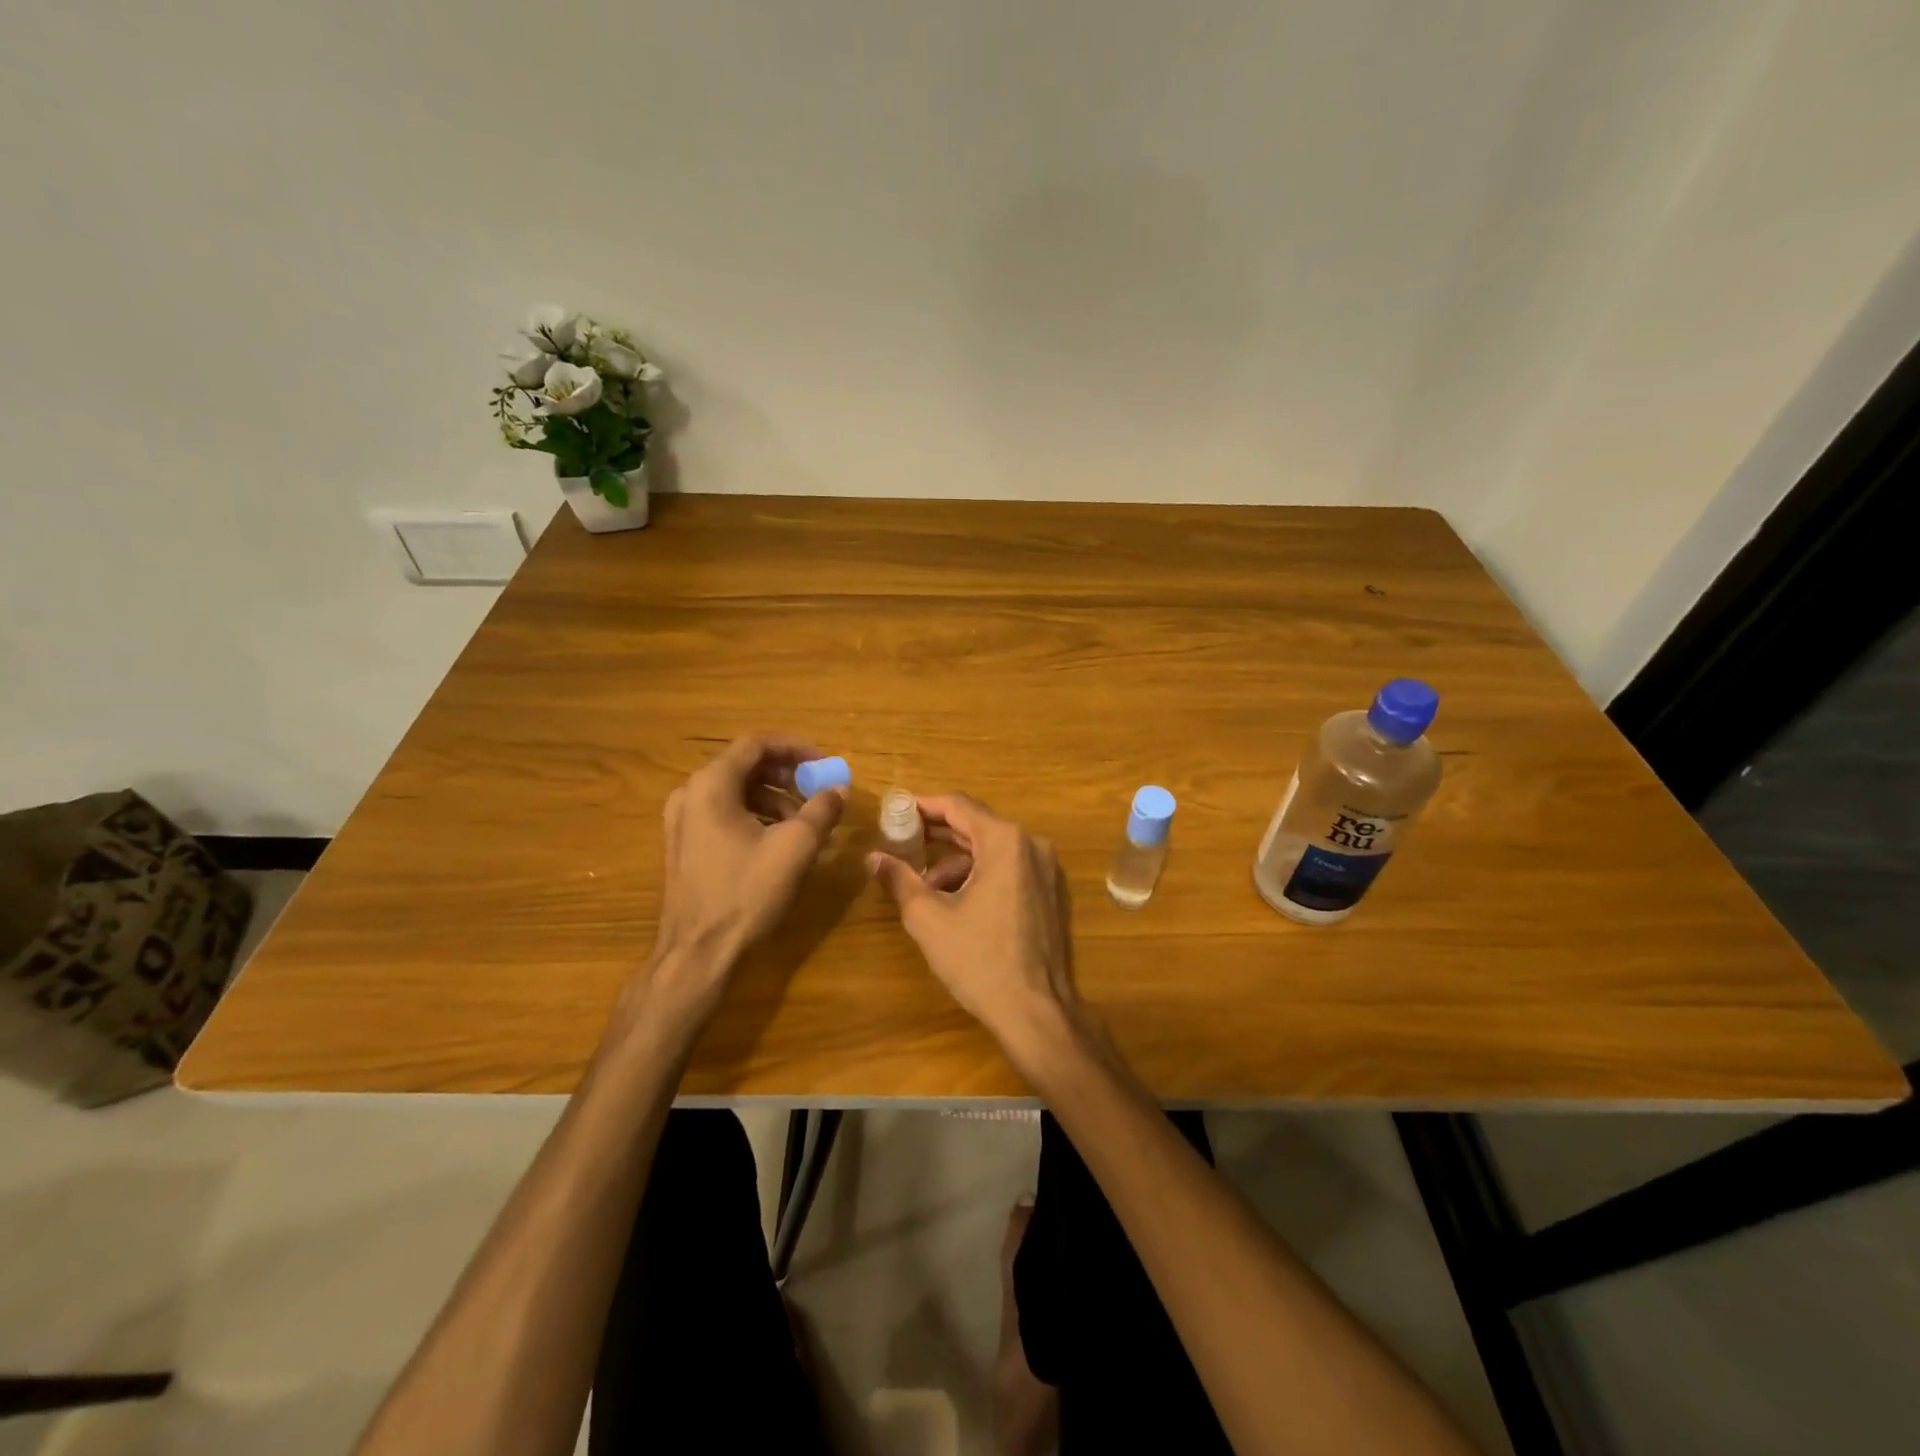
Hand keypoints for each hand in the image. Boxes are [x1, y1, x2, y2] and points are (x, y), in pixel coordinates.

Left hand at [648, 734, 845, 1011]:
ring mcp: (682, 822)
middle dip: (787, 775)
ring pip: (736, 792)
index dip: (795, 748)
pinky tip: (780, 842)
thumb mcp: (795, 848)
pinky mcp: (684, 846)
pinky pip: (724, 814)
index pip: (756, 744)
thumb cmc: (746, 893)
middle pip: (744, 766)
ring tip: (805, 823)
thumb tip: (839, 789)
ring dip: (774, 799)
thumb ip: (821, 810)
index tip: (824, 763)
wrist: (697, 953)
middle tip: (818, 791)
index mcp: (711, 785)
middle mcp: (690, 794)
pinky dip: (756, 817)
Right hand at [868, 794, 1078, 1060]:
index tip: (896, 810)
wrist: (1037, 1012)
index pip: (958, 806)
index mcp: (1005, 841)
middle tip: (901, 840)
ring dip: (957, 861)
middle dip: (937, 833)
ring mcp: (1046, 869)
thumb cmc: (979, 960)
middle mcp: (1032, 845)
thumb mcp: (929, 918)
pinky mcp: (1051, 892)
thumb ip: (900, 879)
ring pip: (992, 850)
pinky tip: (956, 903)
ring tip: (925, 888)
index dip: (923, 805)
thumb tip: (873, 857)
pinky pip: (1010, 868)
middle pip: (977, 825)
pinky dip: (980, 875)